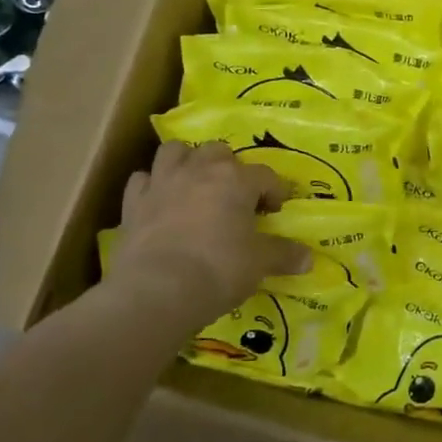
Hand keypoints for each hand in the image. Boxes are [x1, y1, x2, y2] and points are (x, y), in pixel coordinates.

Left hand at [104, 141, 311, 330]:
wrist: (157, 290)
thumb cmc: (218, 269)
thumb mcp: (260, 264)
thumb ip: (284, 255)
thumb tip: (308, 258)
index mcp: (236, 180)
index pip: (264, 175)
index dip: (275, 191)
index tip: (277, 210)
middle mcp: (199, 170)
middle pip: (218, 152)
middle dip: (229, 168)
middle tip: (236, 196)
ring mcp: (162, 182)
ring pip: (174, 151)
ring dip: (187, 162)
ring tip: (195, 184)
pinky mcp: (133, 203)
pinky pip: (142, 180)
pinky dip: (151, 186)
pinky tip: (159, 201)